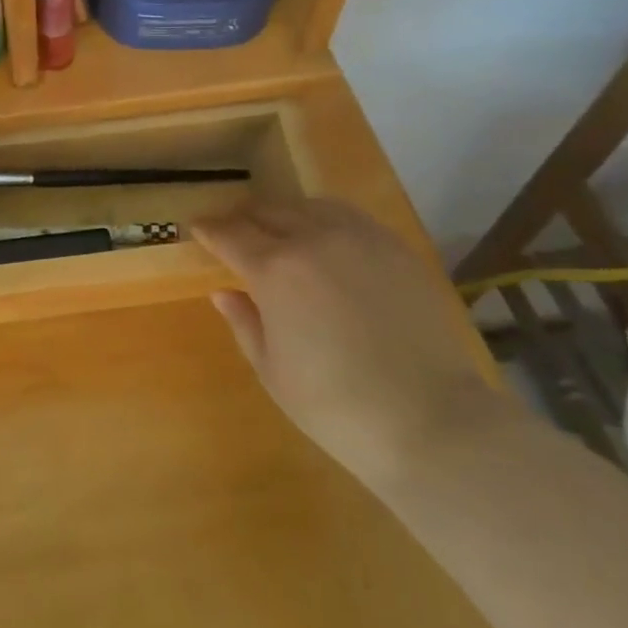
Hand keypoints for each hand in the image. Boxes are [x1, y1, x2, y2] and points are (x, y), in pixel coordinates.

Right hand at [194, 200, 498, 487]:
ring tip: (279, 232)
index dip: (208, 229)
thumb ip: (244, 322)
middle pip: (267, 211)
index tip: (196, 227)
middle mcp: (313, 239)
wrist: (432, 421)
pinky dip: (324, 219)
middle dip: (243, 219)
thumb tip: (224, 292)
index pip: (229, 234)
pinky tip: (325, 240)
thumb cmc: (337, 406)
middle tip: (234, 233)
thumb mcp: (273, 371)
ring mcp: (358, 238)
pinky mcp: (394, 247)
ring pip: (307, 206)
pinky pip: (347, 216)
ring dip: (284, 214)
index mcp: (275, 270)